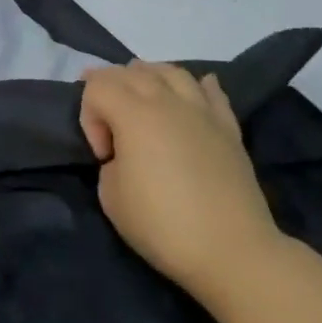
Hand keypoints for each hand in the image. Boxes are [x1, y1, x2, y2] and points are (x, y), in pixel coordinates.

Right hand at [79, 61, 283, 297]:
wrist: (233, 251)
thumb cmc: (162, 224)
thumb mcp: (111, 195)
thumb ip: (111, 161)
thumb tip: (127, 154)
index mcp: (134, 114)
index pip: (97, 86)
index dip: (89, 115)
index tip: (102, 155)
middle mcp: (168, 101)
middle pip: (130, 71)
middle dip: (110, 88)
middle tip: (108, 123)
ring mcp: (202, 111)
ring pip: (171, 71)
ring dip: (149, 78)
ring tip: (143, 101)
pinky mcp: (228, 128)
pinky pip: (211, 91)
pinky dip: (195, 86)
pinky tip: (192, 94)